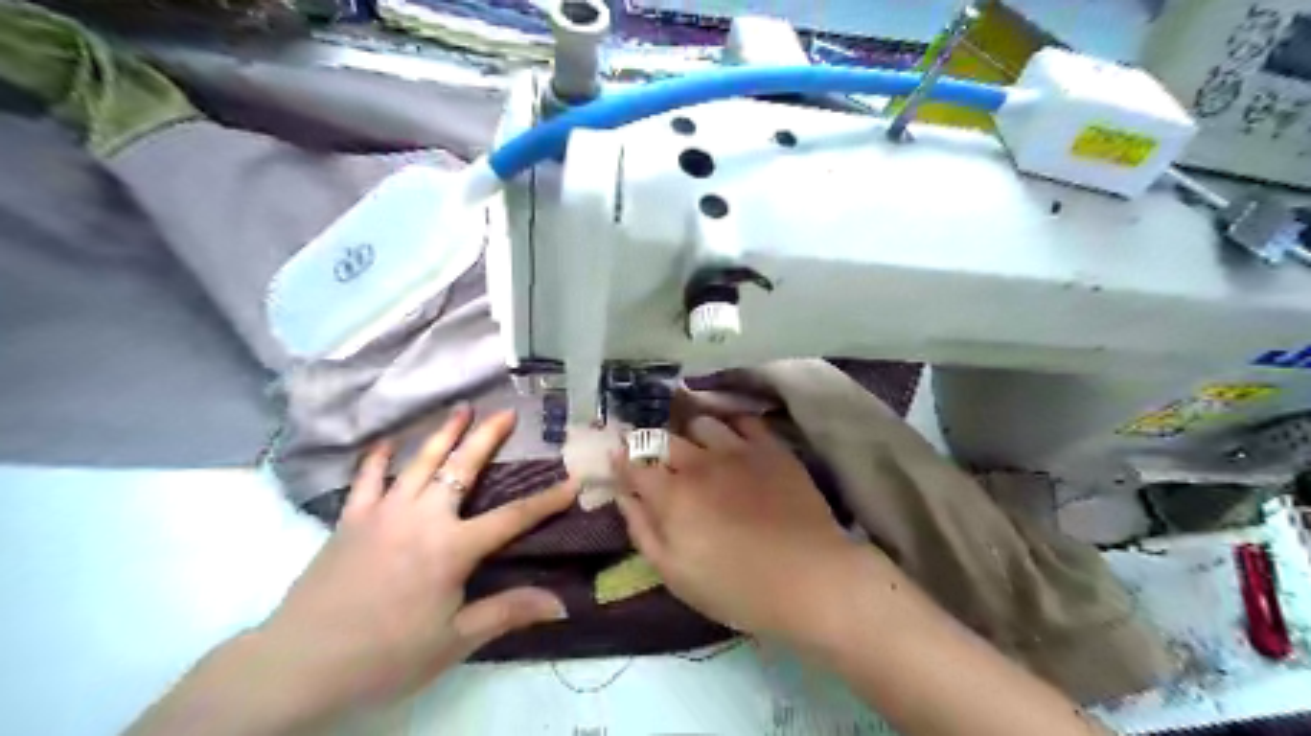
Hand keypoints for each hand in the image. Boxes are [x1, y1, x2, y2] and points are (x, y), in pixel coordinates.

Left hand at [262, 412, 576, 721]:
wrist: (299, 665)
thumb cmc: (386, 655)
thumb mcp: (455, 640)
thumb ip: (507, 612)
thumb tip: (562, 605)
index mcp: (452, 547)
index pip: (513, 517)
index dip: (547, 501)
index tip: (573, 481)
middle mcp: (423, 517)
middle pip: (463, 467)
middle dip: (488, 437)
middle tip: (506, 412)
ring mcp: (383, 512)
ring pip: (420, 461)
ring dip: (442, 432)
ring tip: (461, 408)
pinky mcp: (351, 519)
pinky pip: (367, 478)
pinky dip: (378, 457)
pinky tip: (385, 443)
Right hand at [613, 418, 860, 639]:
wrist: (809, 578)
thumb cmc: (736, 587)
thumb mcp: (675, 574)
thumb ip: (643, 530)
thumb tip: (624, 496)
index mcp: (671, 495)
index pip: (633, 464)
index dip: (621, 460)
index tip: (618, 459)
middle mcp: (699, 462)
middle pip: (663, 438)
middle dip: (651, 444)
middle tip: (656, 456)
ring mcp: (737, 450)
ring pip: (701, 422)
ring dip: (690, 433)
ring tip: (695, 446)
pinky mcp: (770, 448)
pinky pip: (743, 420)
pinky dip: (730, 424)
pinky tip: (731, 436)